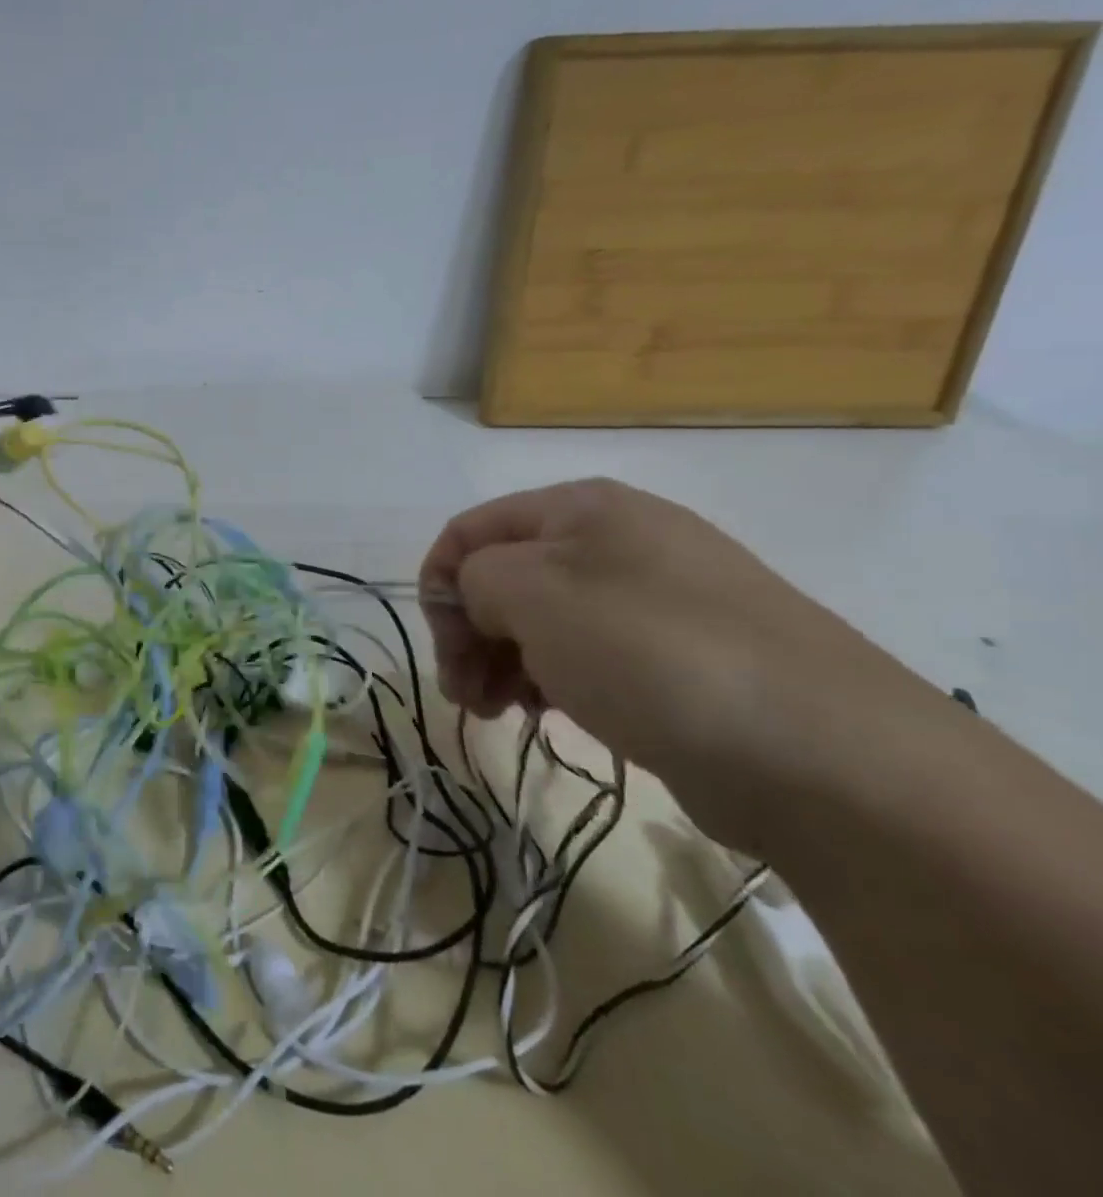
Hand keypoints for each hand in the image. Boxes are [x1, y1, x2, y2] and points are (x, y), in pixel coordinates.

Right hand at [420, 478, 934, 846]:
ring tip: (499, 711)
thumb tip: (479, 602)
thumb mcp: (533, 594)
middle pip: (505, 577)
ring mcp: (655, 601)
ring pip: (544, 620)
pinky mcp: (681, 659)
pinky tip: (549, 714)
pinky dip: (553, 680)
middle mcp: (618, 541)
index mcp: (584, 508)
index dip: (438, 583)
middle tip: (464, 694)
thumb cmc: (651, 652)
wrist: (825, 755)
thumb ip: (474, 578)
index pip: (472, 530)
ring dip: (504, 661)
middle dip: (470, 633)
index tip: (442, 646)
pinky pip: (588, 655)